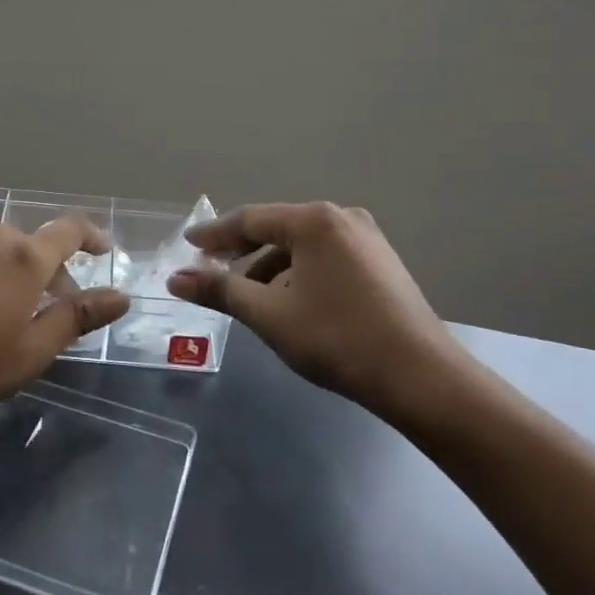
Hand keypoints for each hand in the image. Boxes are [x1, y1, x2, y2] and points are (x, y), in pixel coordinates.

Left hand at [0, 200, 130, 438]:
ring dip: (5, 258)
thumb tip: (121, 296)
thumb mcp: (30, 352)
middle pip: (30, 243)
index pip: (70, 231)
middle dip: (46, 272)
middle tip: (44, 311)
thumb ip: (77, 318)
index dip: (91, 236)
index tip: (103, 248)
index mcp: (26, 259)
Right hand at [167, 202, 475, 423]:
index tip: (187, 245)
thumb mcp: (269, 314)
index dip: (214, 234)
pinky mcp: (380, 262)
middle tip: (209, 271)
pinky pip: (324, 257)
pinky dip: (298, 273)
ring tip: (246, 295)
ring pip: (302, 246)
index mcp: (314, 221)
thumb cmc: (337, 338)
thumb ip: (220, 291)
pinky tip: (288, 300)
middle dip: (241, 252)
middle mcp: (341, 217)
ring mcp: (366, 238)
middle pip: (277, 228)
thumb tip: (174, 279)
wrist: (420, 377)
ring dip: (269, 267)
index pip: (250, 219)